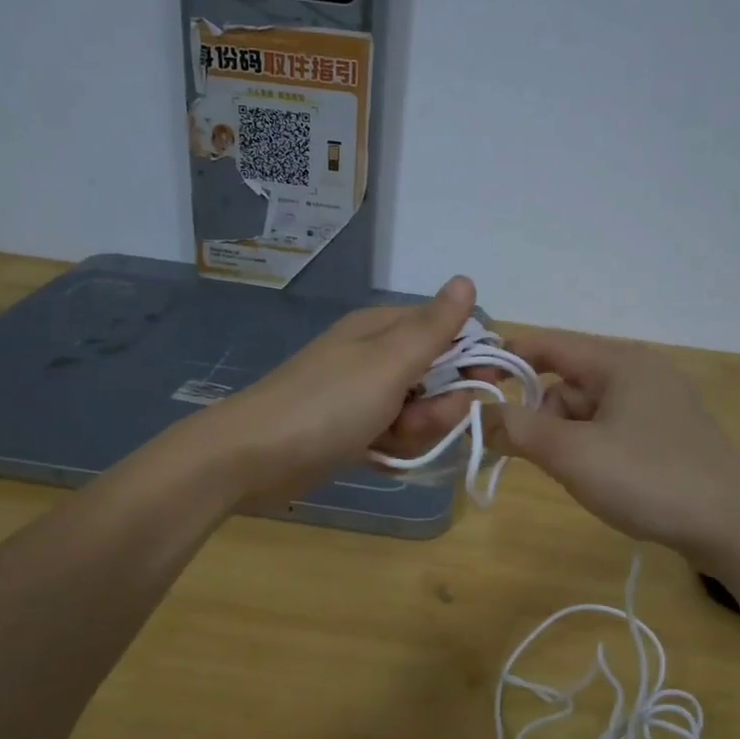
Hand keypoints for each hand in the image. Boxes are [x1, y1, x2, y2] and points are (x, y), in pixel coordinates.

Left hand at [209, 277, 491, 497]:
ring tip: (388, 441)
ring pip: (419, 412)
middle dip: (439, 406)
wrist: (253, 457)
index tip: (486, 385)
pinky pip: (395, 436)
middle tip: (417, 421)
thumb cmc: (327, 404)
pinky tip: (378, 456)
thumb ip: (434, 327)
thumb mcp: (389, 362)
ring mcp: (363, 396)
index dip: (473, 357)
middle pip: (438, 378)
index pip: (449, 332)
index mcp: (384, 330)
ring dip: (416, 431)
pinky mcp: (353, 431)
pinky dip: (393, 448)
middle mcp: (376, 358)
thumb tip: (467, 280)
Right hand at [489, 330, 739, 565]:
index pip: (548, 344)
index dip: (506, 359)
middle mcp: (641, 371)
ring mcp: (660, 402)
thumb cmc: (649, 479)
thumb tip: (479, 415)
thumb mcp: (573, 454)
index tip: (471, 386)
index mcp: (620, 361)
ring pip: (589, 408)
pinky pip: (613, 427)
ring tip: (575, 475)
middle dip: (542, 414)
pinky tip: (599, 478)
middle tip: (535, 455)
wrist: (735, 527)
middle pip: (568, 380)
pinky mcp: (670, 432)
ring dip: (567, 436)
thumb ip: (519, 430)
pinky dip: (592, 446)